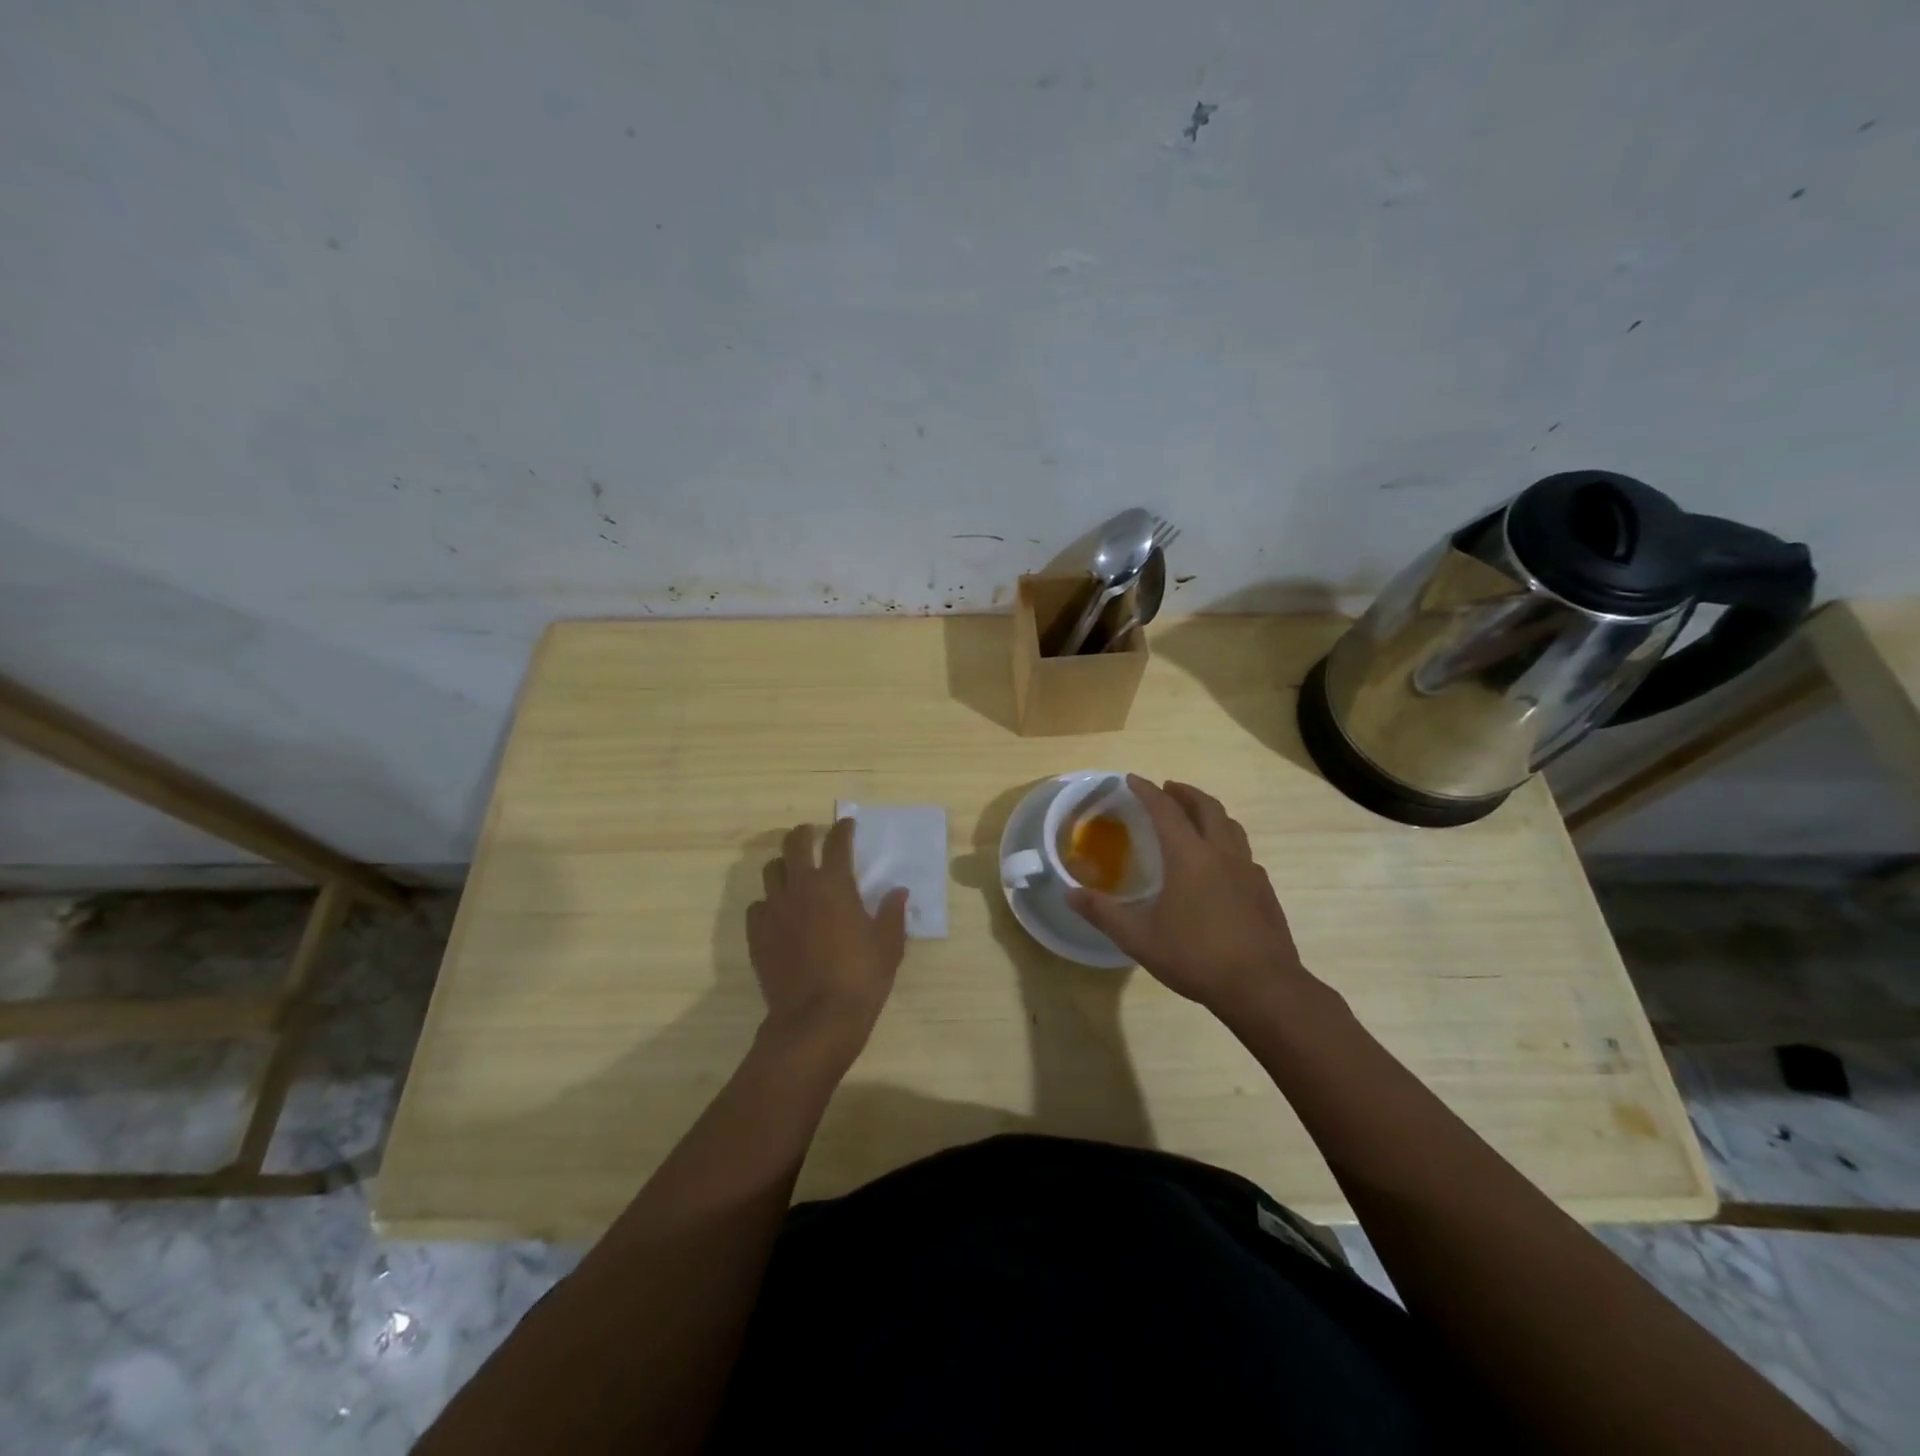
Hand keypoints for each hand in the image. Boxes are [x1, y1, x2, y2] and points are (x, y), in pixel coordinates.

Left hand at [747, 820, 908, 1058]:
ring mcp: (774, 910)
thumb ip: (892, 914)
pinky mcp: (757, 934)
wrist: (815, 1020)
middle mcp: (800, 888)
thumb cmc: (860, 979)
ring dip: (783, 866)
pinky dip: (768, 902)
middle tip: (811, 834)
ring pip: (770, 871)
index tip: (847, 824)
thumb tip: (898, 892)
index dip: (843, 829)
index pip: (837, 843)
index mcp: (835, 886)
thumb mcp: (889, 946)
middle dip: (803, 834)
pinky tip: (778, 913)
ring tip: (793, 872)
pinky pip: (757, 906)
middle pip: (794, 845)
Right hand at [1066, 776, 1312, 1020]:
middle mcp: (1221, 853)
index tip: (1133, 779)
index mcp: (1189, 856)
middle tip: (1167, 789)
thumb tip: (1069, 893)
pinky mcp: (1264, 891)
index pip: (1166, 810)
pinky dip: (1226, 842)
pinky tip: (1220, 864)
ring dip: (1209, 812)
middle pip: (1206, 807)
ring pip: (1230, 826)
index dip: (1147, 791)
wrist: (1263, 987)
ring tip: (1195, 817)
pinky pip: (1243, 852)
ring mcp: (1249, 871)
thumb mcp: (1139, 938)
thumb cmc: (1196, 957)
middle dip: (1184, 793)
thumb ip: (1103, 913)